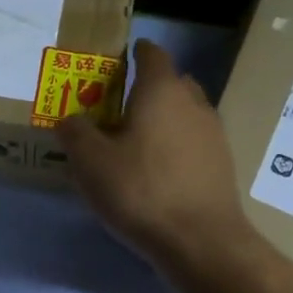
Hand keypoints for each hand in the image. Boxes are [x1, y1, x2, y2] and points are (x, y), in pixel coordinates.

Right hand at [58, 40, 251, 269]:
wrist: (201, 241)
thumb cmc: (141, 190)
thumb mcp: (91, 162)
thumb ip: (75, 133)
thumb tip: (69, 118)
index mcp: (161, 91)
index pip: (152, 55)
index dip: (137, 52)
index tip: (122, 57)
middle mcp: (193, 103)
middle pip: (173, 82)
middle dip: (149, 87)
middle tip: (120, 105)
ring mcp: (214, 134)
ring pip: (186, 112)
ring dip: (165, 118)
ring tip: (138, 139)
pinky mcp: (222, 164)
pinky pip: (195, 141)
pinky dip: (177, 144)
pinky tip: (159, 169)